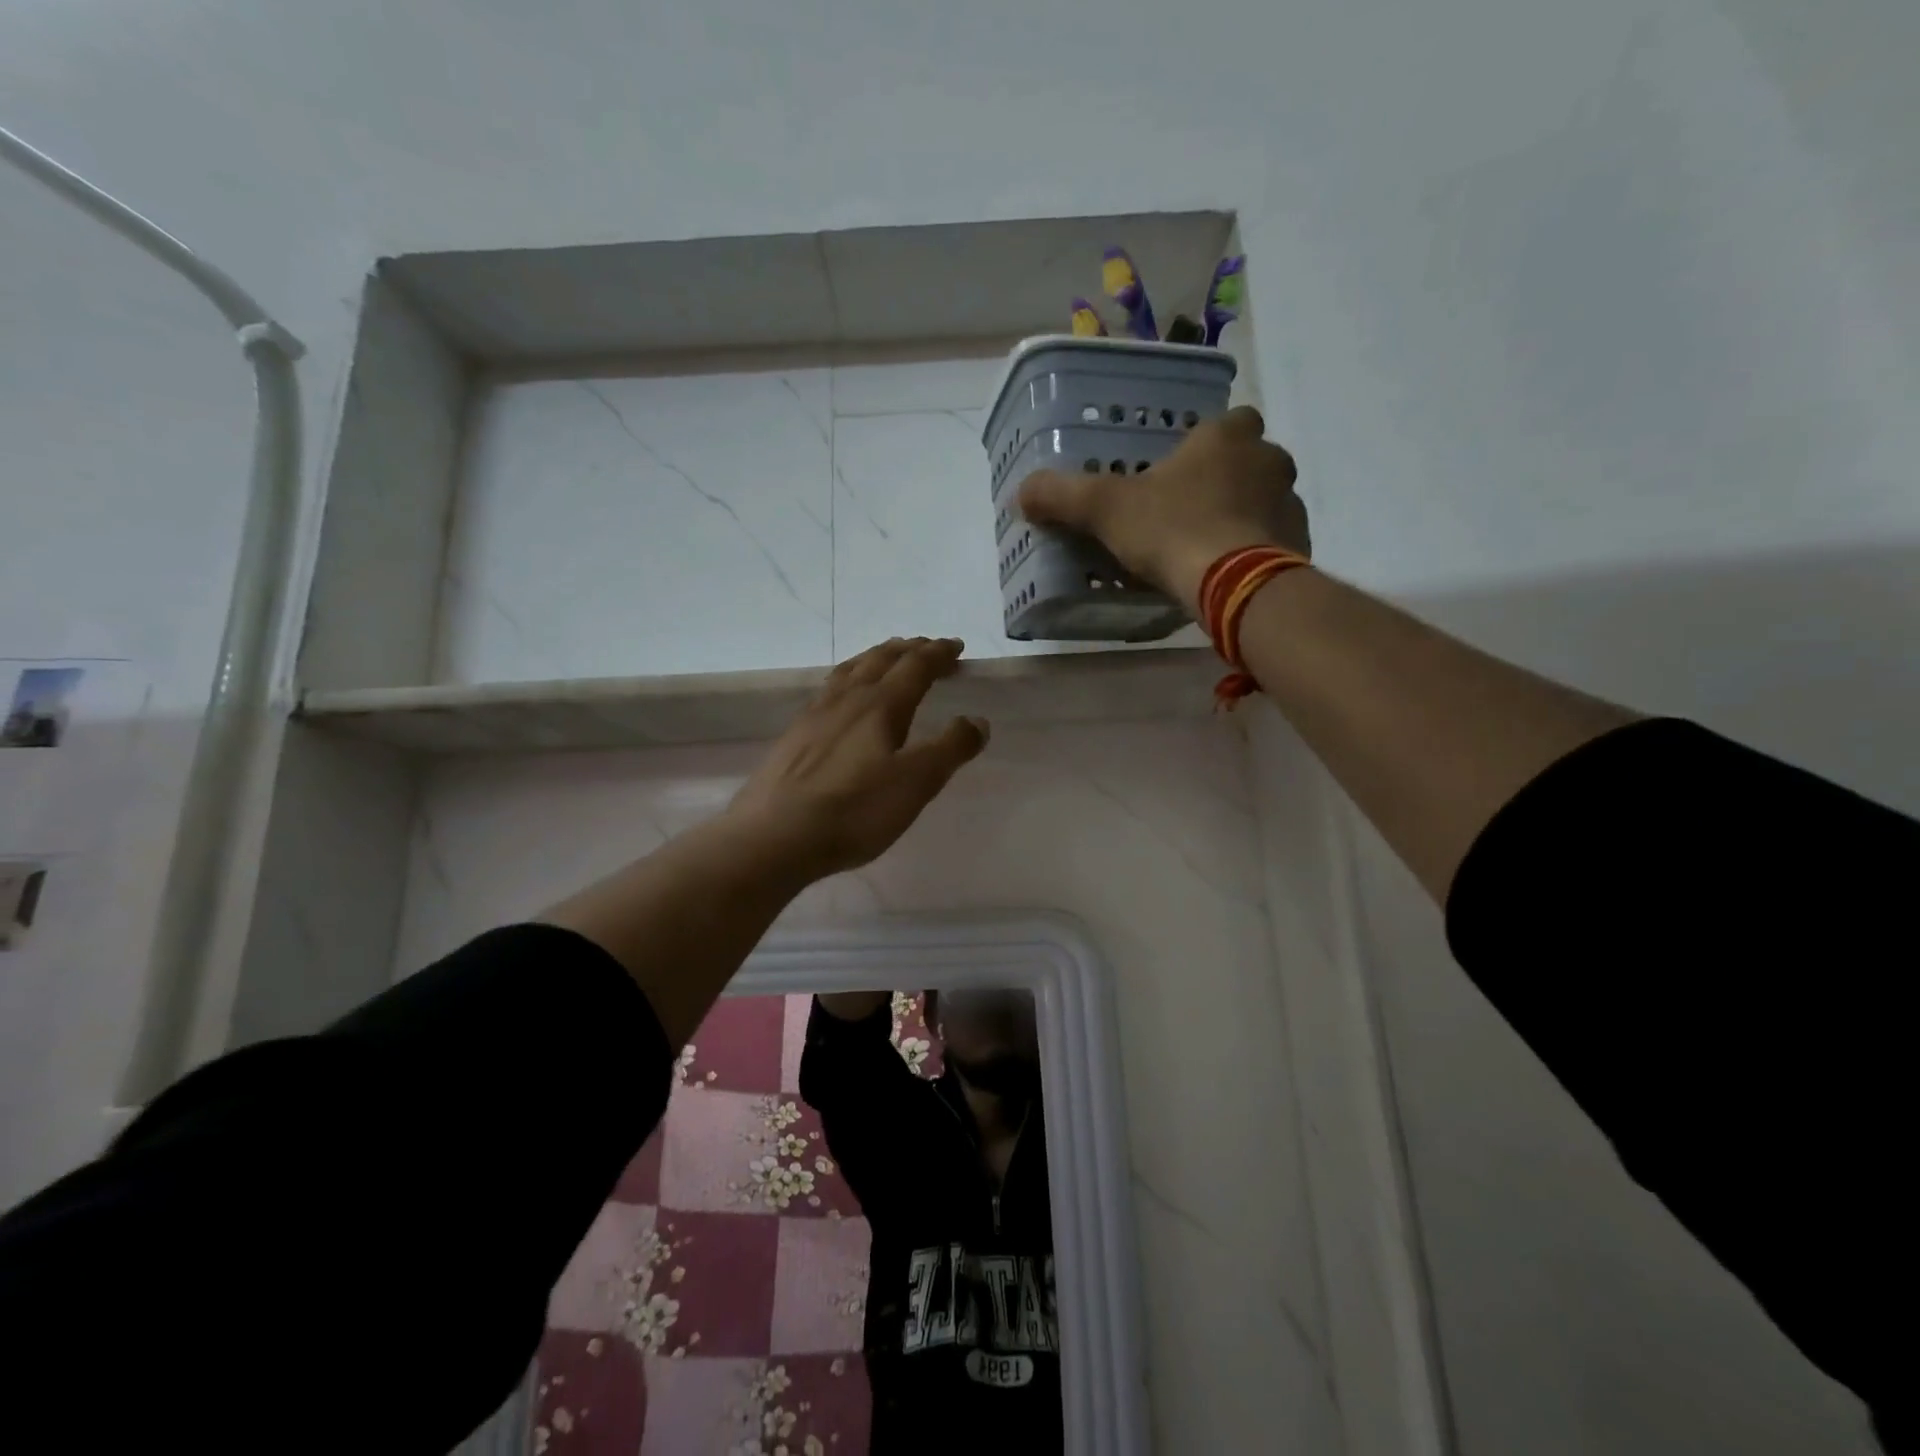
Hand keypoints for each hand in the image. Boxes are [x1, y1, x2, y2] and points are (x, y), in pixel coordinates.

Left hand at [727, 637, 988, 880]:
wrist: (775, 835)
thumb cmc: (855, 809)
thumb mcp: (917, 782)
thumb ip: (950, 748)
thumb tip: (977, 720)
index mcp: (881, 704)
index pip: (916, 666)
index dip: (939, 653)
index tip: (957, 647)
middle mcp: (847, 698)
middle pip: (881, 659)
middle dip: (909, 650)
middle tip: (928, 648)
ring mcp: (815, 714)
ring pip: (851, 670)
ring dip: (876, 657)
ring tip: (888, 658)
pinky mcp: (795, 735)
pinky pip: (829, 689)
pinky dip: (849, 678)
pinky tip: (843, 697)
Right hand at [1017, 405, 1308, 614]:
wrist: (1233, 584)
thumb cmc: (1172, 529)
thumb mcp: (1105, 509)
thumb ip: (1062, 495)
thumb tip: (1022, 491)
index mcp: (1227, 437)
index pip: (1229, 420)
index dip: (1207, 441)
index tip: (1184, 466)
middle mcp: (1268, 459)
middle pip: (1250, 459)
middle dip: (1226, 479)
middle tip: (1189, 509)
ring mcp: (1290, 503)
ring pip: (1265, 500)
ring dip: (1242, 515)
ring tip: (1206, 547)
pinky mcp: (1299, 546)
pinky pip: (1275, 541)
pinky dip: (1255, 551)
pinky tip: (1227, 574)